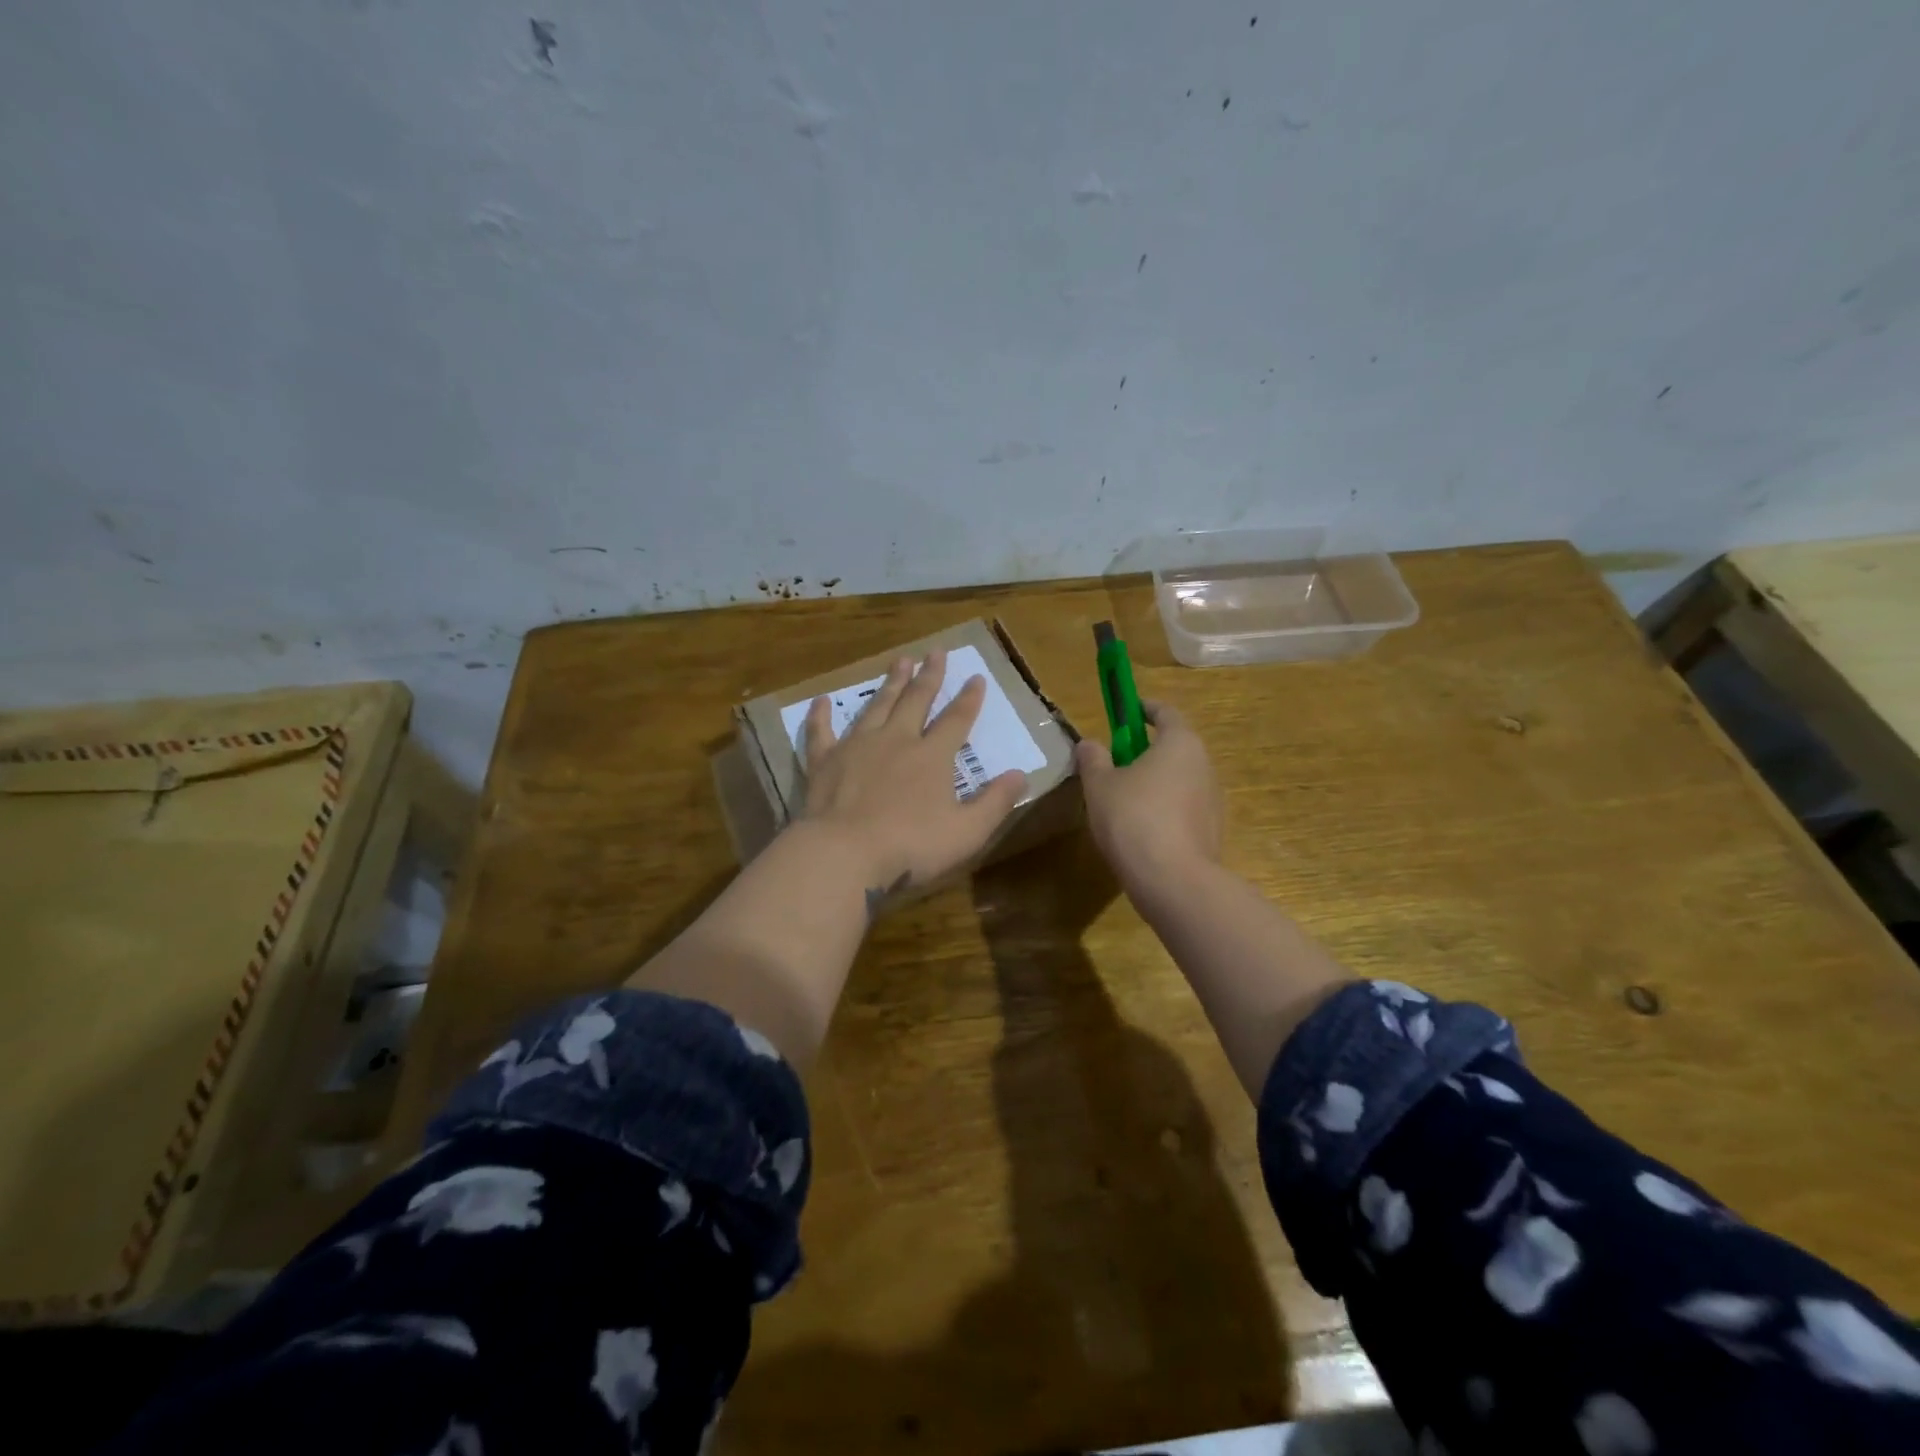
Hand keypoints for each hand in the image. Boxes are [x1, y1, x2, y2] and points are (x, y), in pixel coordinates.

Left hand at [800, 649, 1027, 900]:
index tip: (976, 677)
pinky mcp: (824, 762)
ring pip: (877, 706)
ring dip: (889, 683)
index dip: (969, 698)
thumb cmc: (911, 846)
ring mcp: (857, 747)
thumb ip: (995, 802)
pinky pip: (821, 732)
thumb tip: (1021, 774)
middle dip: (929, 676)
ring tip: (899, 660)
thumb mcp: (967, 831)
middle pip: (916, 700)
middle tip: (935, 652)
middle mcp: (896, 740)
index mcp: (931, 756)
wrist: (845, 854)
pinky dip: (820, 716)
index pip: (956, 719)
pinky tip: (820, 701)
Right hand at [1074, 700, 1222, 895]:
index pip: (1165, 712)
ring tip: (1123, 801)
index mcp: (1180, 743)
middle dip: (1145, 750)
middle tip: (1115, 763)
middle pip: (1174, 747)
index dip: (1143, 708)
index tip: (1126, 711)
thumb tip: (1089, 744)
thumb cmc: (1133, 818)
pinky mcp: (1212, 831)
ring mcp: (1213, 800)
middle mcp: (1204, 765)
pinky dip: (1164, 810)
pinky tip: (1140, 830)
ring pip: (1179, 780)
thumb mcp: (1099, 785)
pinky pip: (1183, 809)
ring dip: (1155, 782)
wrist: (1173, 881)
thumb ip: (1093, 759)